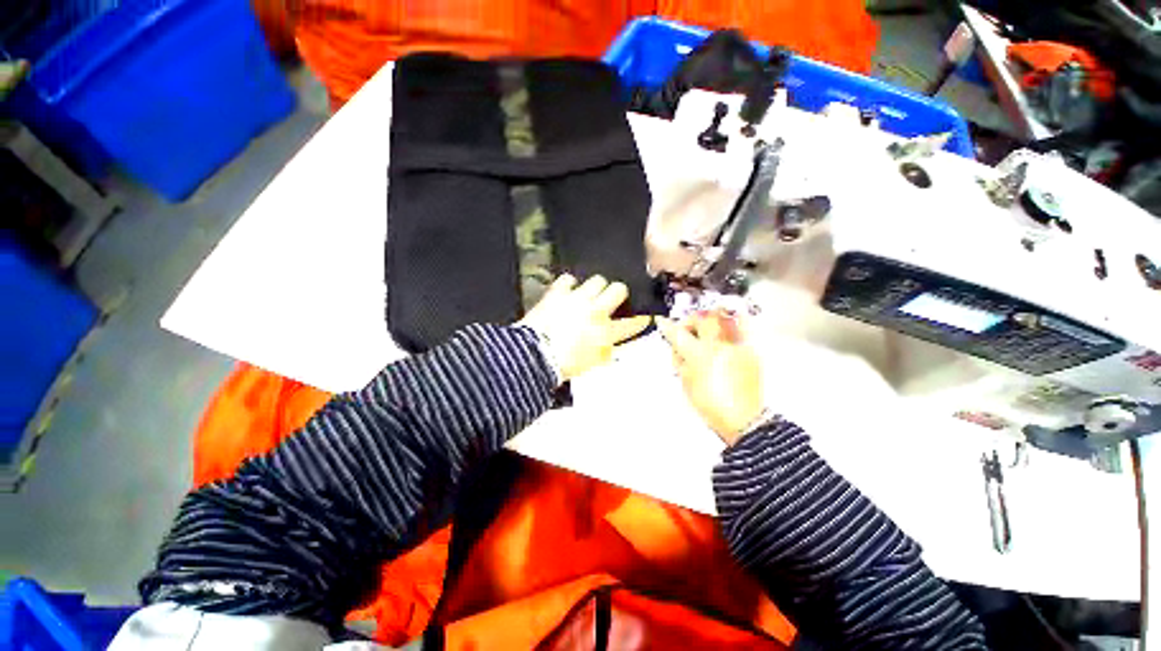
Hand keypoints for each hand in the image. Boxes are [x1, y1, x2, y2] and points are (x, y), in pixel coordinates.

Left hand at [520, 275, 651, 381]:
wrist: (535, 355)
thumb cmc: (563, 366)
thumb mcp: (589, 365)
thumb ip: (603, 354)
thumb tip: (611, 350)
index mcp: (605, 333)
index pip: (631, 324)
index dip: (640, 320)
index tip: (645, 317)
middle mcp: (596, 311)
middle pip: (618, 289)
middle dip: (618, 292)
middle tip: (612, 298)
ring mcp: (578, 299)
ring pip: (597, 280)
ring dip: (595, 287)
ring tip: (588, 293)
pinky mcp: (558, 293)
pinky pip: (568, 279)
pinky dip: (569, 285)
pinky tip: (567, 290)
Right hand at [658, 312, 764, 445]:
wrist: (743, 419)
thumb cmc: (712, 405)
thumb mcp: (687, 383)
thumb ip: (681, 361)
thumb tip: (678, 348)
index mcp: (699, 356)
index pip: (678, 334)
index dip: (667, 327)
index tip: (663, 323)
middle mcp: (719, 346)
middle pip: (702, 318)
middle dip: (691, 320)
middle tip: (687, 329)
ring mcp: (736, 346)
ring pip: (722, 318)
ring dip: (710, 320)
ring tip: (706, 331)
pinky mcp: (750, 351)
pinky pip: (741, 328)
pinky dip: (730, 327)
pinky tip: (724, 337)